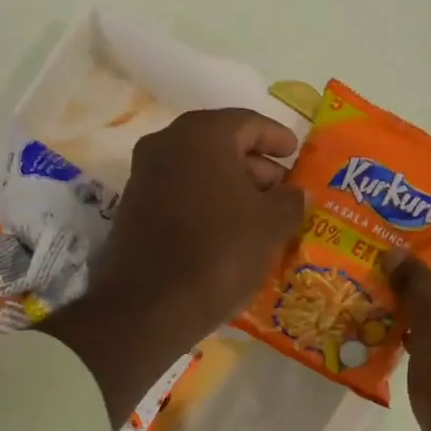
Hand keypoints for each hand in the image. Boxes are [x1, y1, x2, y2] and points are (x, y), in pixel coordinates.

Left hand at [92, 108, 303, 343]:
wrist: (149, 307)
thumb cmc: (219, 253)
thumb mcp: (269, 227)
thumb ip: (290, 201)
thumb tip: (297, 193)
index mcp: (202, 135)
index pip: (249, 123)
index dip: (277, 138)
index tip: (296, 154)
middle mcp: (166, 144)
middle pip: (221, 145)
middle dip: (255, 167)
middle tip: (283, 193)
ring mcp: (144, 176)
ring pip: (199, 172)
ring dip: (231, 189)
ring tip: (261, 218)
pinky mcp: (133, 209)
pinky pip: (181, 195)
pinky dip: (207, 205)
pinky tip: (228, 233)